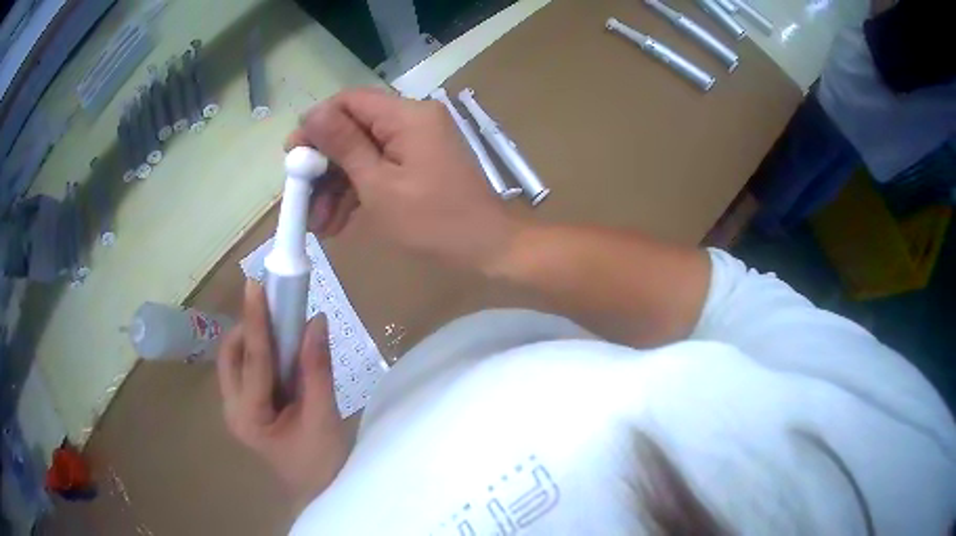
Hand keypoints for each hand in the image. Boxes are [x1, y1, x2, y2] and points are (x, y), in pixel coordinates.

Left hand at [217, 281, 350, 508]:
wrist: (318, 490)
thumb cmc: (322, 461)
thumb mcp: (324, 416)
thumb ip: (317, 368)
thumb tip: (316, 321)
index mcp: (249, 416)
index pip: (253, 359)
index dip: (256, 319)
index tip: (257, 283)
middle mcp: (232, 409)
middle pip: (231, 355)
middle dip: (248, 327)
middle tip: (276, 310)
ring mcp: (235, 409)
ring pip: (233, 360)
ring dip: (252, 338)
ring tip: (280, 327)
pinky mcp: (244, 408)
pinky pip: (243, 369)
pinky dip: (258, 352)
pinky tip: (279, 351)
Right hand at [286, 87, 524, 271]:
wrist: (489, 249)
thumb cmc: (433, 221)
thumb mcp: (378, 185)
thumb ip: (343, 146)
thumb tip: (311, 114)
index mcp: (406, 115)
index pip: (349, 101)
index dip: (316, 125)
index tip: (293, 158)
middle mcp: (412, 119)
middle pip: (354, 129)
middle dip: (325, 167)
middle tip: (302, 202)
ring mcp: (417, 142)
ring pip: (364, 153)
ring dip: (338, 187)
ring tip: (320, 227)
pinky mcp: (420, 163)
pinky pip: (381, 168)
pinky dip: (359, 192)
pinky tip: (340, 223)